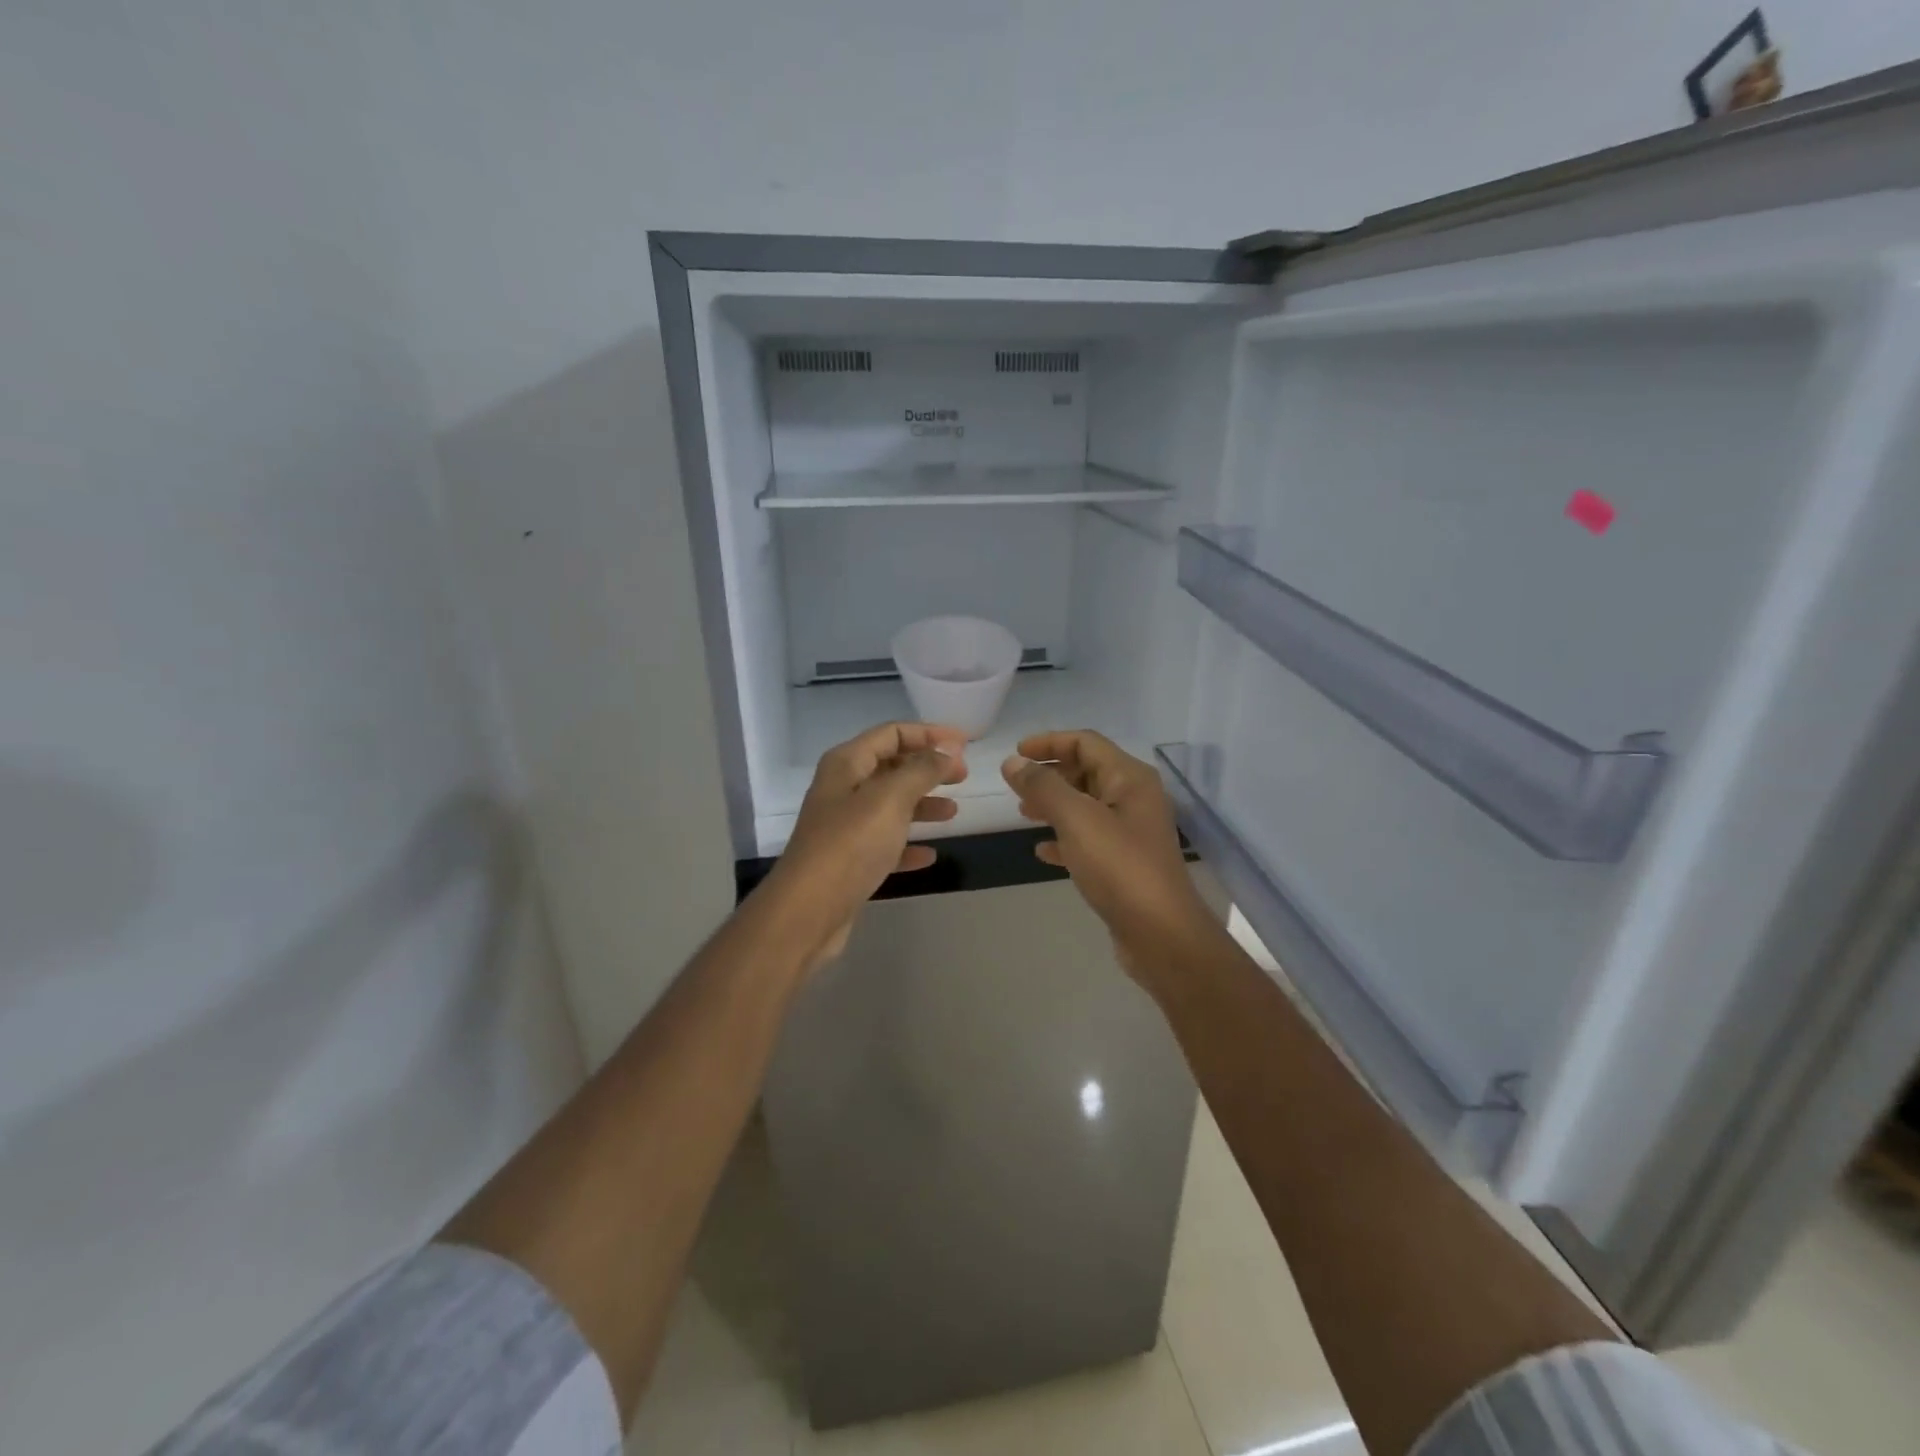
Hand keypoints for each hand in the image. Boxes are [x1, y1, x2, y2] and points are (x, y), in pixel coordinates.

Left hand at [765, 721, 968, 968]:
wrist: (808, 911)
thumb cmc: (850, 844)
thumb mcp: (890, 798)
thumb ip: (922, 770)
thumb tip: (948, 750)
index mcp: (847, 764)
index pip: (892, 733)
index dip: (929, 734)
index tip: (965, 744)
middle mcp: (842, 789)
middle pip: (891, 767)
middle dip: (928, 768)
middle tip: (963, 776)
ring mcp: (844, 826)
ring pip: (890, 805)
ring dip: (922, 804)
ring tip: (953, 813)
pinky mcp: (849, 861)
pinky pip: (885, 843)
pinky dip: (907, 844)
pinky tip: (929, 855)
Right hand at [1002, 731, 1213, 978]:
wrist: (1161, 934)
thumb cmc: (1120, 867)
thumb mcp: (1076, 819)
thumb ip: (1043, 787)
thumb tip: (1014, 762)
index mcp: (1130, 778)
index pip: (1086, 743)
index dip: (1049, 742)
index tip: (1016, 753)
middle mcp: (1135, 798)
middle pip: (1087, 771)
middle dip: (1050, 774)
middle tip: (1016, 786)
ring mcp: (1132, 832)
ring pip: (1086, 805)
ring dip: (1054, 804)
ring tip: (1023, 813)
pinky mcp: (1125, 863)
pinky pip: (1089, 838)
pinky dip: (1064, 838)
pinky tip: (1042, 851)